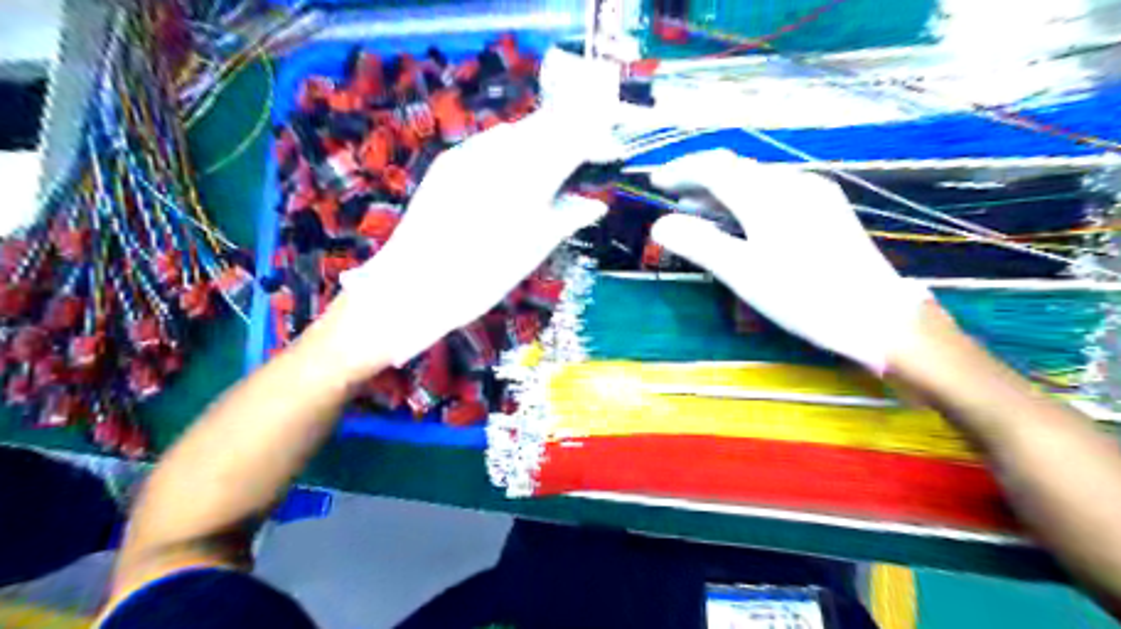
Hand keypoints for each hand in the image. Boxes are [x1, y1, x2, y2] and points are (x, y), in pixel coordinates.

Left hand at [342, 56, 621, 365]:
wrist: (411, 288)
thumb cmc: (481, 277)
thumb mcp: (532, 250)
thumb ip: (567, 218)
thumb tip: (595, 205)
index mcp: (527, 177)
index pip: (572, 140)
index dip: (596, 140)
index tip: (612, 150)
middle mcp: (497, 153)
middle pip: (545, 126)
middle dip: (572, 133)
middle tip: (589, 153)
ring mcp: (468, 153)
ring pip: (518, 132)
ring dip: (543, 140)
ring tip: (556, 165)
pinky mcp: (448, 162)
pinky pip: (491, 143)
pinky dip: (514, 149)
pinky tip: (517, 170)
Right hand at [648, 149, 929, 371]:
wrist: (875, 315)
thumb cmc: (802, 295)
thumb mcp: (742, 272)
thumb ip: (699, 243)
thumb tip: (660, 225)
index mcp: (767, 194)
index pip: (715, 167)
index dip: (682, 171)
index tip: (657, 182)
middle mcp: (791, 182)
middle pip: (736, 169)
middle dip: (700, 178)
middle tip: (672, 195)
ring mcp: (814, 193)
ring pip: (756, 180)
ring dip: (723, 190)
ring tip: (696, 208)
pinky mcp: (827, 208)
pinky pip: (776, 192)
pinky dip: (747, 199)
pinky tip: (741, 219)